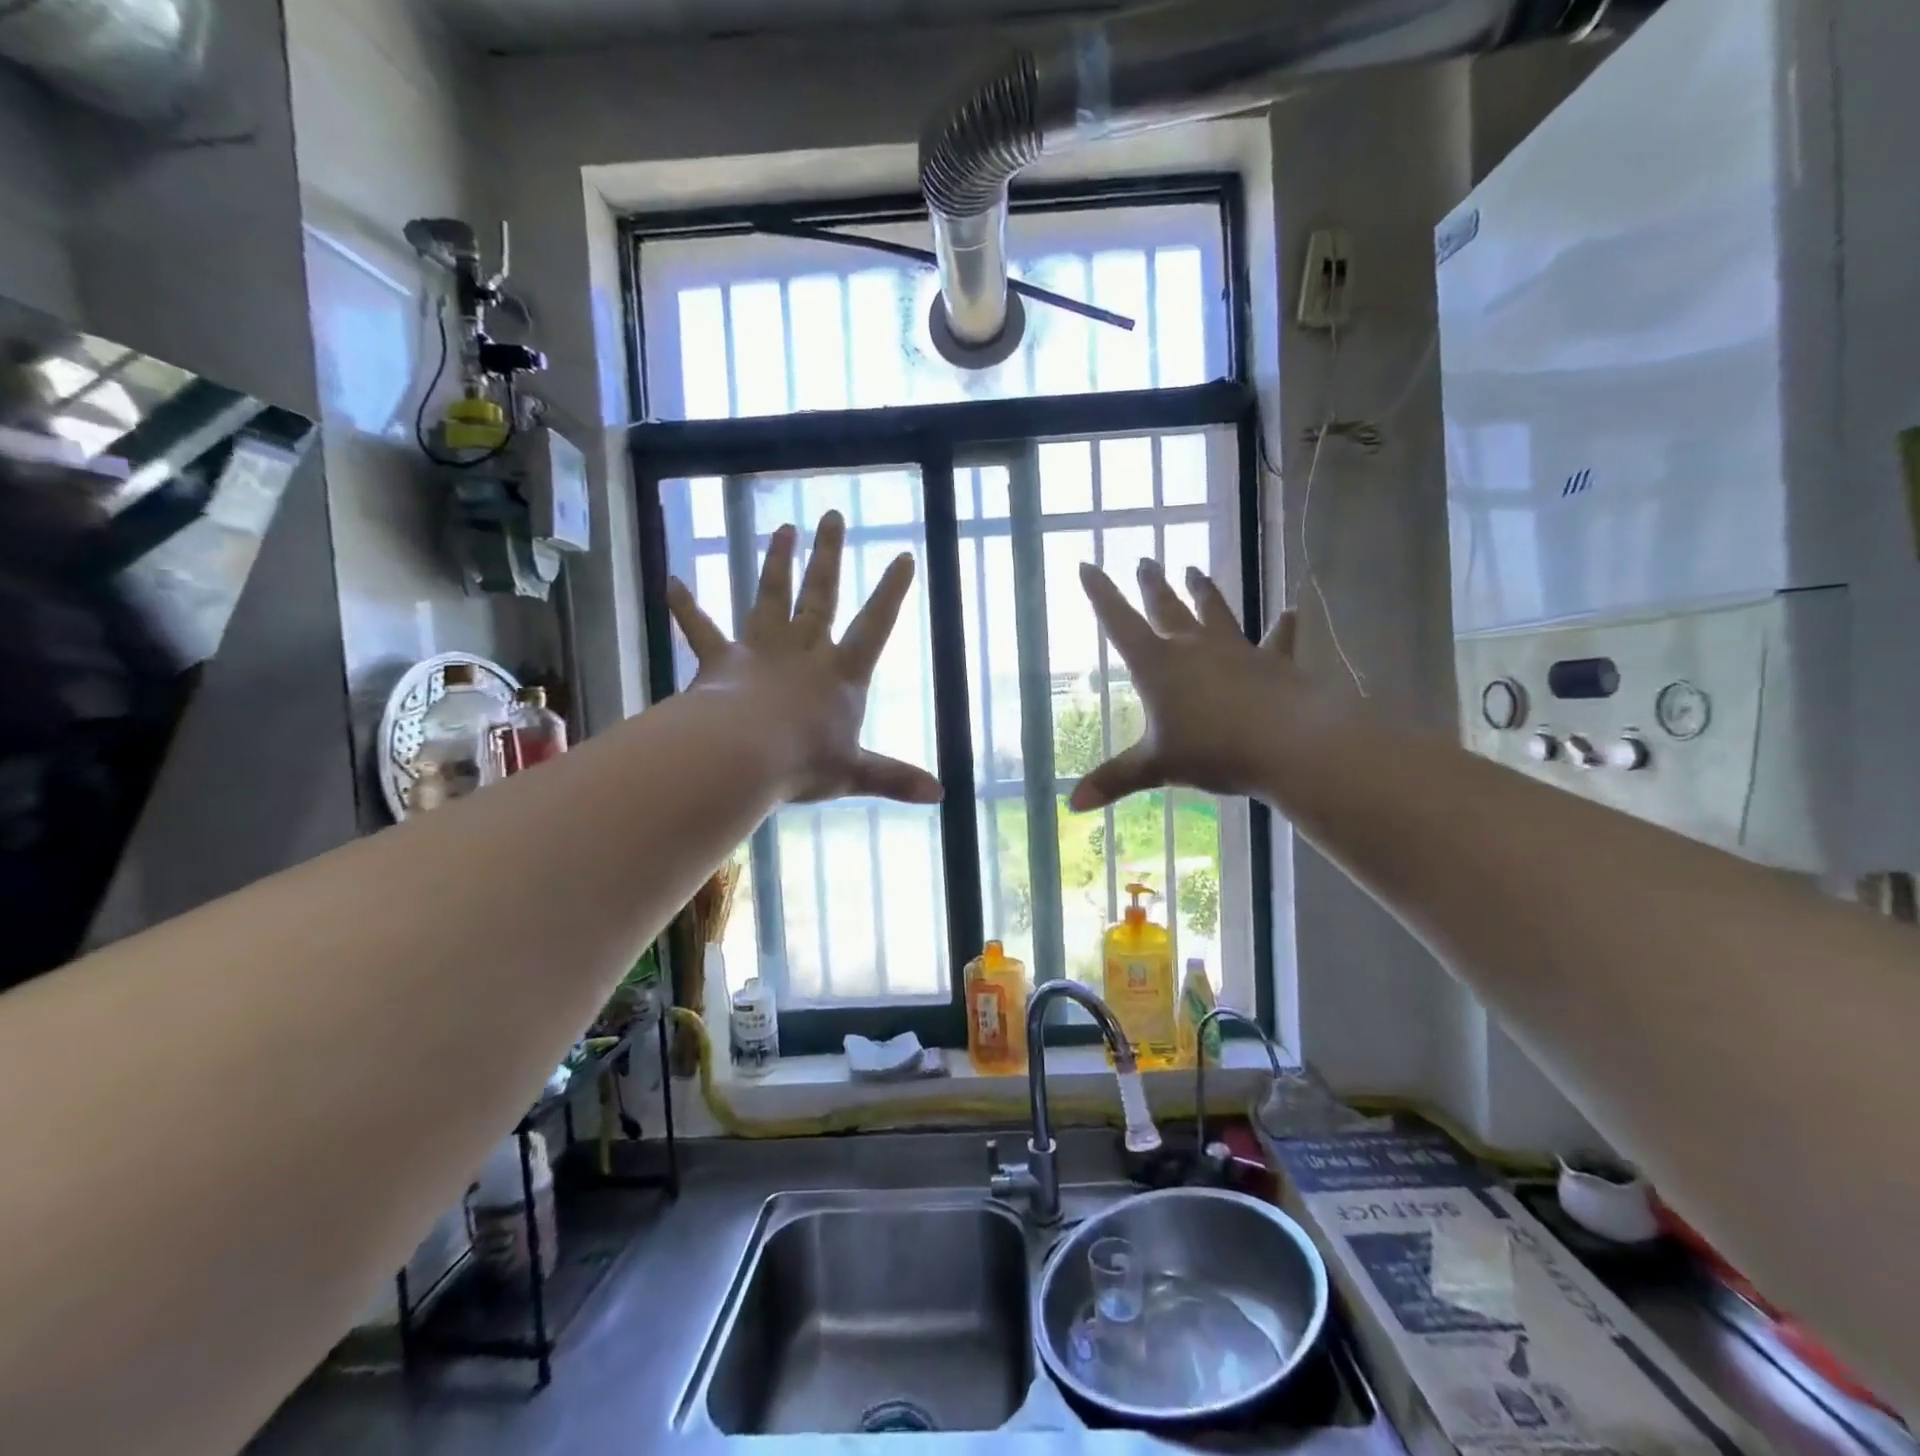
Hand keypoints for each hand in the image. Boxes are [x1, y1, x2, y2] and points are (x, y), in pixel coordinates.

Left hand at [666, 511, 942, 805]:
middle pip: (820, 595)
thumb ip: (895, 778)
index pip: (874, 625)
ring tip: (782, 529)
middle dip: (828, 556)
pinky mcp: (721, 660)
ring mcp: (761, 650)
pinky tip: (671, 581)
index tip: (902, 556)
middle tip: (832, 516)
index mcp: (841, 674)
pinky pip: (701, 629)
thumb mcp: (855, 773)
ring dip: (776, 563)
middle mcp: (804, 651)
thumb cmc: (803, 763)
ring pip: (770, 596)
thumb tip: (941, 795)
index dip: (890, 593)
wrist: (740, 756)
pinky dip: (686, 606)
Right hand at [1069, 559, 1309, 810]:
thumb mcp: (1156, 767)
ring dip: (1203, 591)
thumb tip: (1072, 805)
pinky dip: (1283, 627)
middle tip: (1145, 560)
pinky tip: (1292, 611)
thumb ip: (1115, 780)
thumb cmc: (1213, 750)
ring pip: (1215, 613)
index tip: (1087, 565)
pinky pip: (1277, 640)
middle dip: (1152, 586)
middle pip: (1167, 608)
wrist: (1288, 743)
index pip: (1119, 622)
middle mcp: (1193, 648)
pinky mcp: (1273, 662)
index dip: (1100, 594)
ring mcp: (1235, 651)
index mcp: (1157, 666)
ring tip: (1194, 570)